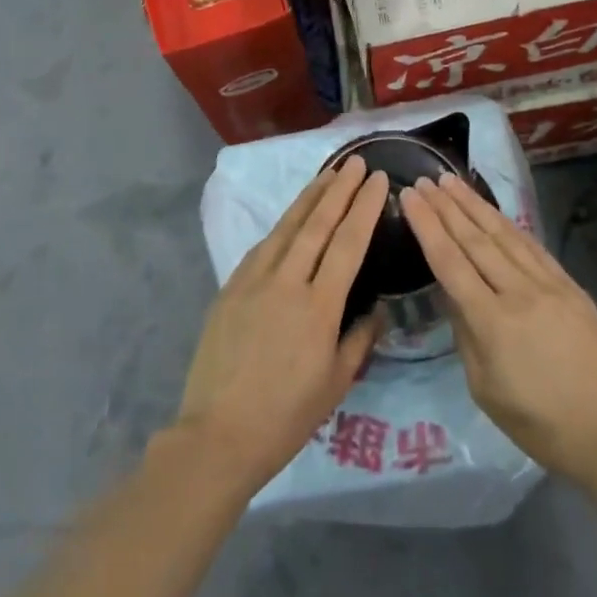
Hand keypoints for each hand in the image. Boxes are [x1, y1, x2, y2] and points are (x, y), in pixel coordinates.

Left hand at [176, 158, 388, 493]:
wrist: (218, 434)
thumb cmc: (286, 416)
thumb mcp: (337, 382)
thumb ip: (360, 338)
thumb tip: (376, 308)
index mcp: (319, 307)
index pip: (347, 243)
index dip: (365, 208)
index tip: (378, 180)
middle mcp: (286, 283)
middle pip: (317, 224)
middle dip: (339, 189)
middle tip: (356, 162)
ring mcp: (253, 282)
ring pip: (286, 228)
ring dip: (309, 198)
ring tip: (328, 174)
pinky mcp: (230, 289)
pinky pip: (262, 247)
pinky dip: (282, 226)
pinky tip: (291, 217)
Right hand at [401, 174, 596, 484]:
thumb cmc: (535, 421)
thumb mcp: (483, 386)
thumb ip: (464, 332)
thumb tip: (452, 292)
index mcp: (491, 321)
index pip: (450, 261)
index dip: (427, 225)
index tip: (410, 196)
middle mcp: (519, 292)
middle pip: (475, 239)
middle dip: (446, 206)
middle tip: (425, 179)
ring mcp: (549, 285)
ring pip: (505, 235)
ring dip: (475, 205)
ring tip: (453, 181)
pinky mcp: (570, 286)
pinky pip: (533, 247)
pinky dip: (509, 225)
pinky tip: (494, 211)